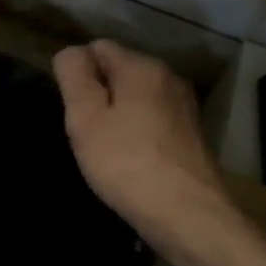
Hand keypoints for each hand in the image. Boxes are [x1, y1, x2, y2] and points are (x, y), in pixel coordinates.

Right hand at [52, 40, 238, 250]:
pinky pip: (153, 117)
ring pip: (136, 96)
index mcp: (142, 66)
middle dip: (99, 95)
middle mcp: (169, 76)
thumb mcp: (85, 118)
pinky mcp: (192, 132)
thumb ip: (74, 75)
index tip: (74, 111)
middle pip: (119, 70)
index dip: (78, 75)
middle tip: (89, 134)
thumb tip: (72, 53)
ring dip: (118, 114)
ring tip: (109, 150)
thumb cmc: (127, 164)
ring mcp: (185, 105)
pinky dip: (138, 131)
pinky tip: (133, 161)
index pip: (97, 48)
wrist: (190, 217)